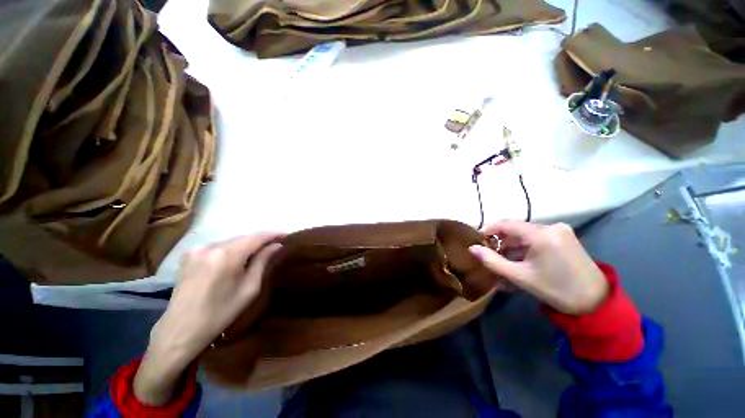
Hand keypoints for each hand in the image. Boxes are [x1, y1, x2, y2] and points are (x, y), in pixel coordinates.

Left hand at [134, 233, 283, 404]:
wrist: (180, 330)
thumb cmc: (220, 313)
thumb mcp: (249, 289)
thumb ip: (263, 262)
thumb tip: (277, 245)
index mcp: (227, 256)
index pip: (257, 237)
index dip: (273, 234)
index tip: (287, 235)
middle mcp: (211, 246)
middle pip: (244, 237)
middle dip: (260, 240)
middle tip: (275, 244)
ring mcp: (198, 249)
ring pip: (231, 241)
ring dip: (246, 244)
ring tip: (259, 251)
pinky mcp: (190, 255)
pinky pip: (218, 246)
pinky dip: (232, 249)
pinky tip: (237, 258)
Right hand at [468, 221, 607, 314]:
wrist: (595, 301)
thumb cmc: (555, 289)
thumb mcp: (520, 276)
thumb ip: (492, 261)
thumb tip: (471, 248)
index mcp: (541, 234)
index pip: (506, 224)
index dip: (488, 230)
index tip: (478, 241)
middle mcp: (551, 226)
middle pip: (516, 229)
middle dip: (501, 242)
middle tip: (491, 256)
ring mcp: (560, 230)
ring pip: (526, 234)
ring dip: (513, 246)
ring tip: (505, 262)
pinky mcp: (564, 236)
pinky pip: (537, 237)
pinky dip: (525, 247)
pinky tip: (521, 261)